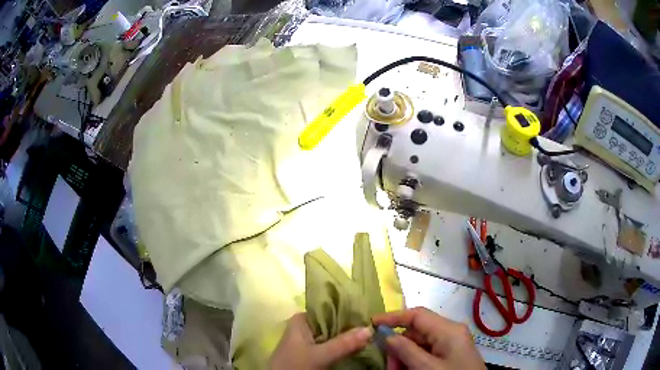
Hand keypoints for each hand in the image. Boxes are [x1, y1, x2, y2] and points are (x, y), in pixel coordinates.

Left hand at [268, 313, 372, 369]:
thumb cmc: (295, 365)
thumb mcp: (320, 355)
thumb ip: (344, 343)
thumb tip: (370, 328)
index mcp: (302, 319)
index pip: (330, 308)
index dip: (350, 312)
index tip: (368, 317)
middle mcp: (305, 326)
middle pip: (333, 322)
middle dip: (351, 327)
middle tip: (372, 329)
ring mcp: (308, 340)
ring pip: (333, 335)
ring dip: (348, 338)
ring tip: (369, 337)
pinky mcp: (311, 352)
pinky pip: (330, 345)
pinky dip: (342, 347)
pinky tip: (356, 348)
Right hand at [372, 307, 485, 369]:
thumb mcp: (426, 368)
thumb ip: (406, 350)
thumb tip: (387, 335)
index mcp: (448, 329)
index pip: (417, 315)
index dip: (393, 317)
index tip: (372, 324)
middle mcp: (451, 332)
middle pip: (417, 332)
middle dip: (399, 347)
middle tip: (390, 366)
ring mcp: (452, 343)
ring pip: (420, 344)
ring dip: (405, 357)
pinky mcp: (451, 353)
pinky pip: (428, 353)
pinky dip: (415, 361)